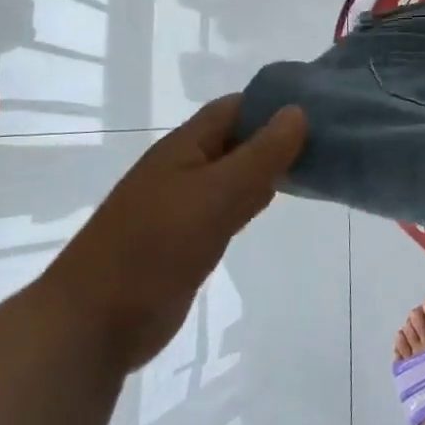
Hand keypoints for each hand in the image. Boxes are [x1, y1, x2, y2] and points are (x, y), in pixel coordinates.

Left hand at [42, 96, 307, 371]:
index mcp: (184, 147)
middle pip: (237, 139)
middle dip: (277, 135)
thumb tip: (298, 111)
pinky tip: (274, 201)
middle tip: (329, 136)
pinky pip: (227, 207)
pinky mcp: (187, 239)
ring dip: (268, 168)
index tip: (319, 104)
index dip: (273, 102)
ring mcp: (183, 205)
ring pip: (234, 174)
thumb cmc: (156, 246)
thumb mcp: (217, 193)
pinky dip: (253, 199)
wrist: (96, 321)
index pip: (235, 107)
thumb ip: (261, 154)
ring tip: (315, 163)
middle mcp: (184, 169)